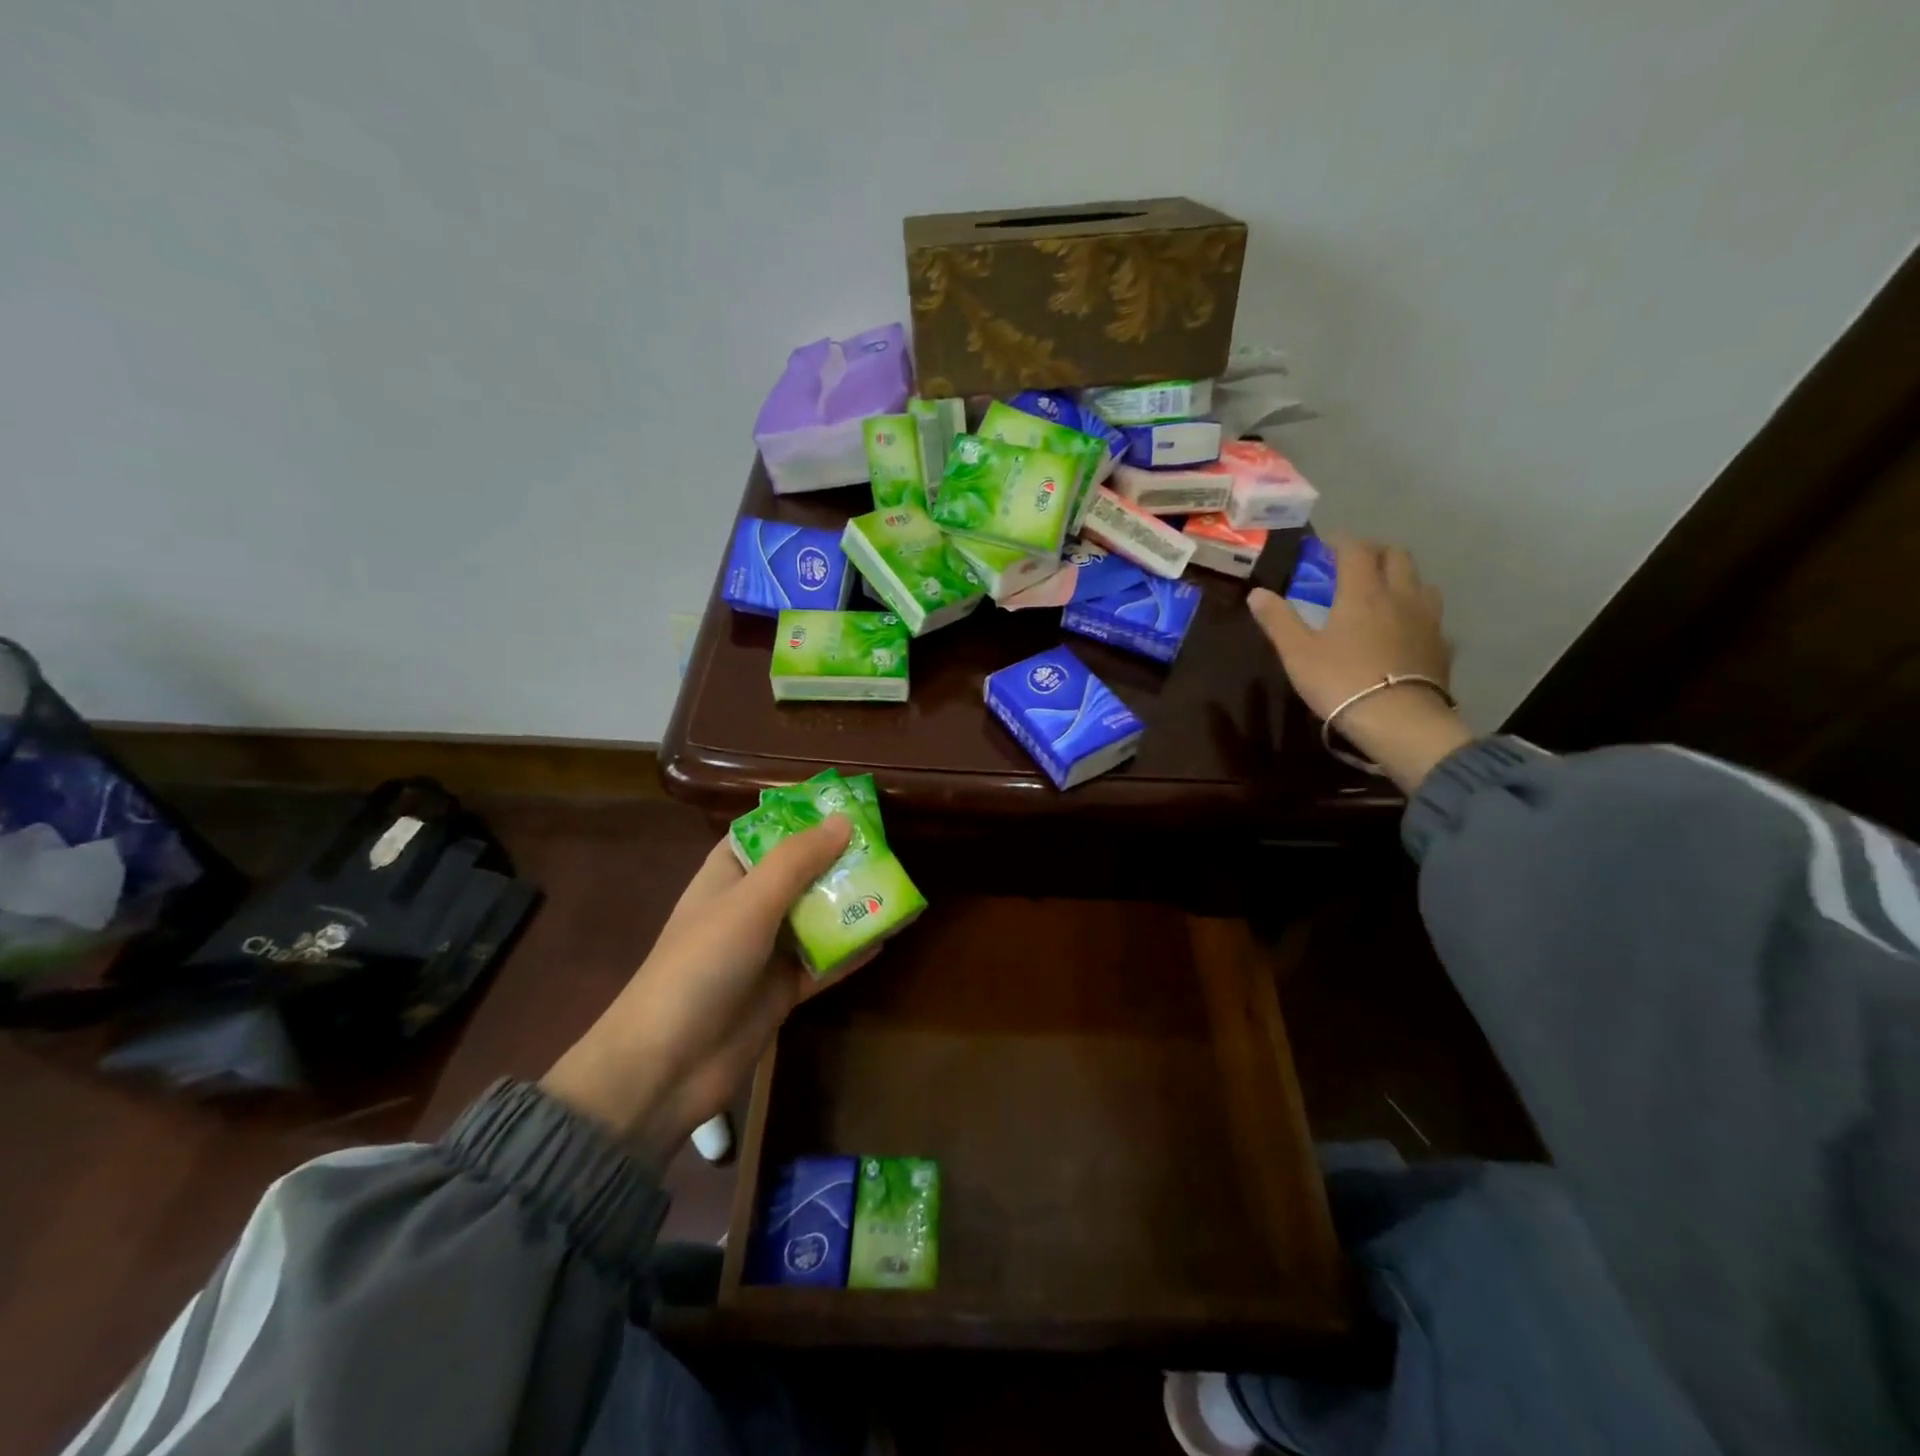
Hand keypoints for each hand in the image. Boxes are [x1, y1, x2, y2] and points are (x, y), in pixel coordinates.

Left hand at [540, 817, 867, 1164]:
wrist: (666, 1066)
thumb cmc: (701, 965)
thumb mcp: (750, 902)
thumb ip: (797, 861)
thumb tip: (844, 820)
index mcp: (727, 876)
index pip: (766, 834)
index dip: (802, 819)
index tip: (847, 806)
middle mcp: (748, 908)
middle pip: (800, 875)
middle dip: (839, 861)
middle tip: (887, 847)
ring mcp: (765, 952)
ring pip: (816, 917)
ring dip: (850, 905)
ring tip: (895, 886)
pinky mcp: (782, 990)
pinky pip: (824, 963)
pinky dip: (851, 951)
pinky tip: (887, 937)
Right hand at [1248, 536, 1473, 792]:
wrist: (1398, 720)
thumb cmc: (1341, 681)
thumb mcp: (1298, 653)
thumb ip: (1278, 620)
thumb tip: (1256, 594)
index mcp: (1363, 592)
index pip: (1356, 550)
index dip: (1341, 541)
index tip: (1327, 544)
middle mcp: (1400, 595)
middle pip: (1397, 556)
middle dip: (1376, 553)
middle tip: (1355, 565)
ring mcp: (1427, 620)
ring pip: (1421, 582)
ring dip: (1402, 579)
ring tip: (1384, 594)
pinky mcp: (1441, 646)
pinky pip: (1432, 618)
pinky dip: (1416, 614)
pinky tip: (1406, 631)